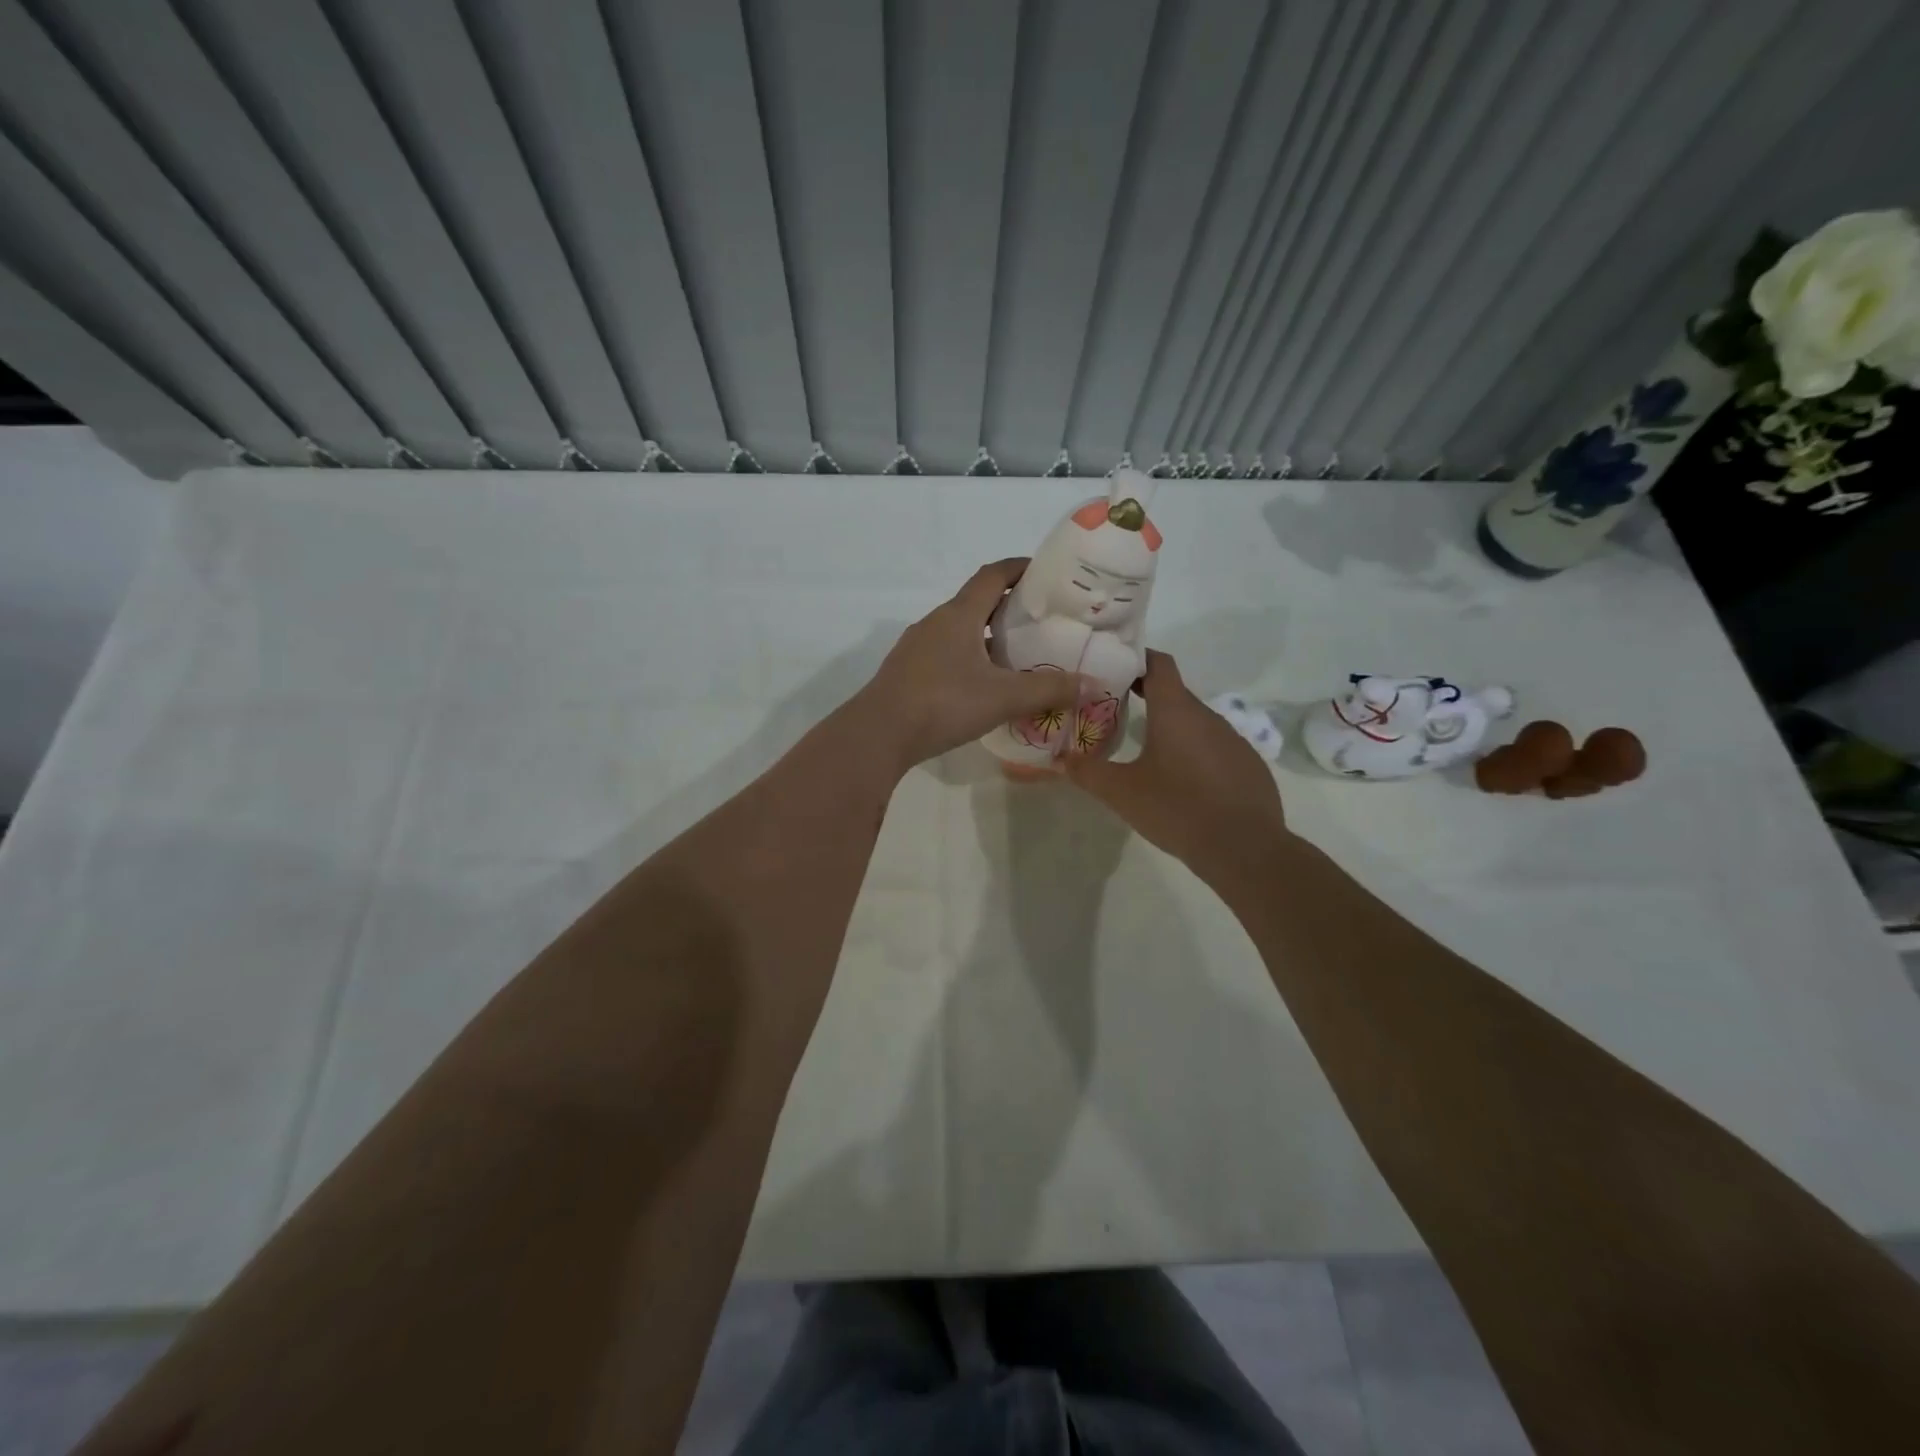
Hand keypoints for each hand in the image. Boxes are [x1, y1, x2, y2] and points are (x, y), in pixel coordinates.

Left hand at [856, 558, 1091, 771]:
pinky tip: (983, 685)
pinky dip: (970, 658)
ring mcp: (918, 647)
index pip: (993, 575)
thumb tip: (1095, 685)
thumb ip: (1049, 689)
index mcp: (959, 614)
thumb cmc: (943, 703)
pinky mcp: (908, 671)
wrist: (879, 734)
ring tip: (1018, 655)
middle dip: (1010, 606)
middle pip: (977, 602)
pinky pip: (946, 653)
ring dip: (988, 636)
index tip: (1047, 573)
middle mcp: (936, 622)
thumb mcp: (1003, 697)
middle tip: (1042, 621)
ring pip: (960, 630)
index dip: (1020, 568)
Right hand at [1066, 651, 1290, 884]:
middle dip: (1148, 698)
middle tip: (1117, 712)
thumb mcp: (1121, 793)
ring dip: (1173, 729)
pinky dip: (1196, 754)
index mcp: (1176, 711)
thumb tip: (1060, 759)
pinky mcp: (1249, 766)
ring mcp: (1234, 740)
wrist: (1244, 848)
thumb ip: (1087, 772)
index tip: (1115, 668)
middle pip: (1175, 694)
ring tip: (1148, 750)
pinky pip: (1216, 749)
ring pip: (1196, 724)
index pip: (1159, 664)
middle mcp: (1208, 717)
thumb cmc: (1177, 809)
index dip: (1137, 660)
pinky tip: (1185, 783)